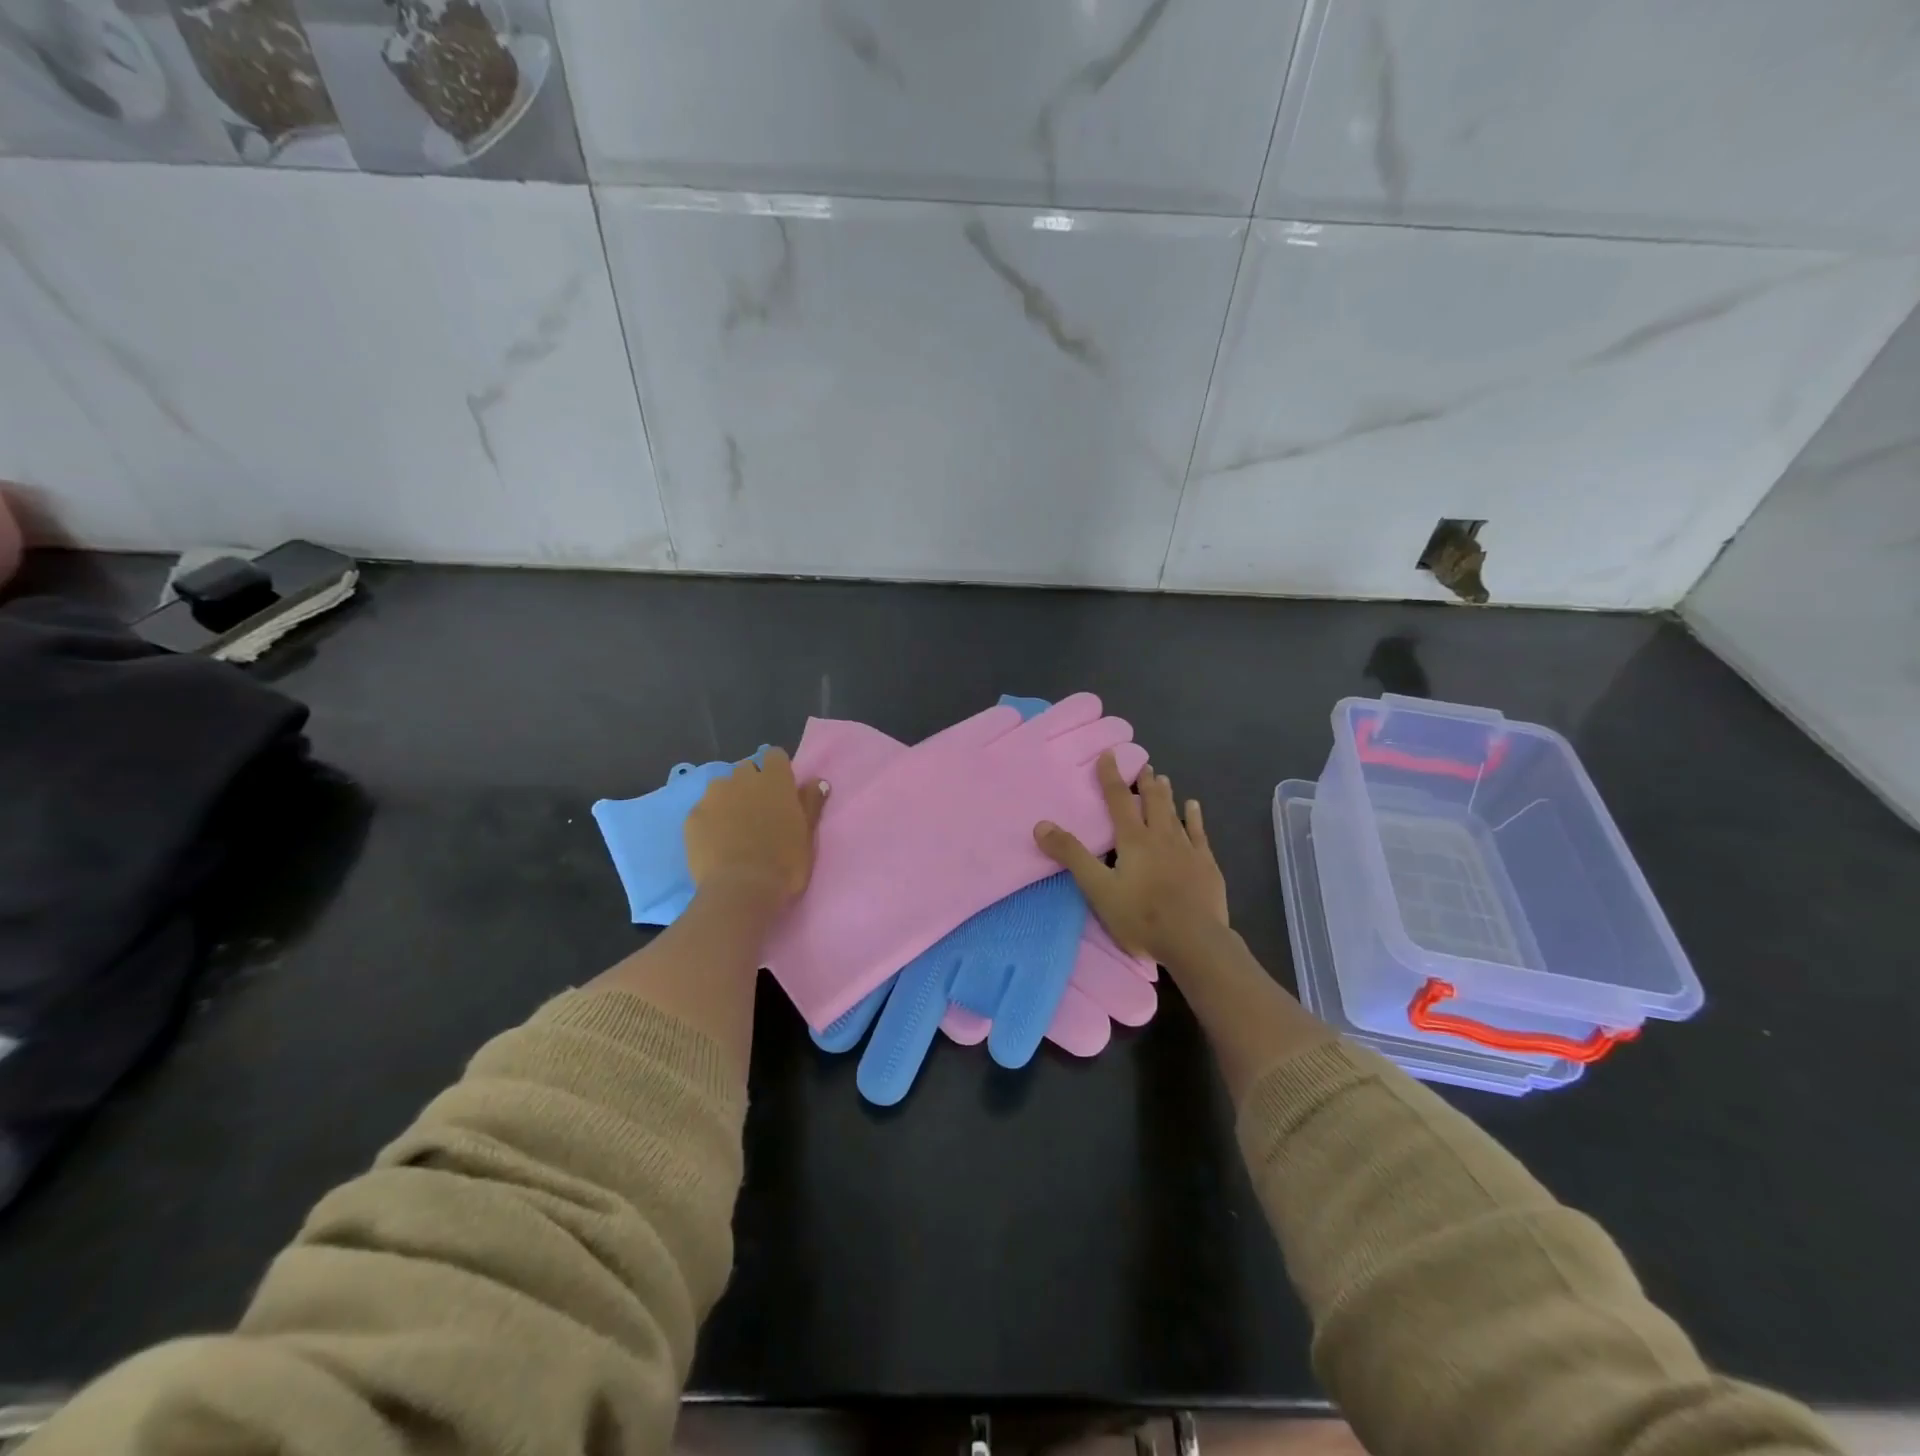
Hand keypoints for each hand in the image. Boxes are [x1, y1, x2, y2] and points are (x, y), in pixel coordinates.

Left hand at [684, 748, 828, 910]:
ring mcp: (714, 796)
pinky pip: (703, 809)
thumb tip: (817, 781)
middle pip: (746, 769)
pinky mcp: (693, 816)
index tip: (781, 789)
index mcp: (775, 780)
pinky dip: (710, 819)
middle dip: (751, 783)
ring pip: (721, 787)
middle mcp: (742, 779)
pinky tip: (715, 842)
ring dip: (729, 798)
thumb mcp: (807, 834)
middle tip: (759, 811)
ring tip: (734, 826)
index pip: (774, 755)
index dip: (777, 770)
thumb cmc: (785, 862)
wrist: (741, 889)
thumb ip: (811, 803)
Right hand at [1035, 754, 1228, 967]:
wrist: (1194, 940)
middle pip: (1151, 801)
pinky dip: (1194, 817)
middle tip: (1141, 765)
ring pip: (1174, 813)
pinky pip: (1199, 833)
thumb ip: (1072, 855)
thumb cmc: (1142, 916)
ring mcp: (1186, 849)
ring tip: (1162, 778)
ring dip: (1166, 795)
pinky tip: (1194, 807)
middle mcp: (1160, 836)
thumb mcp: (1098, 889)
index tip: (1109, 754)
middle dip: (1143, 782)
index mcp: (1133, 840)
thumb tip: (1041, 824)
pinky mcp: (1206, 865)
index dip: (1110, 776)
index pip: (1118, 800)